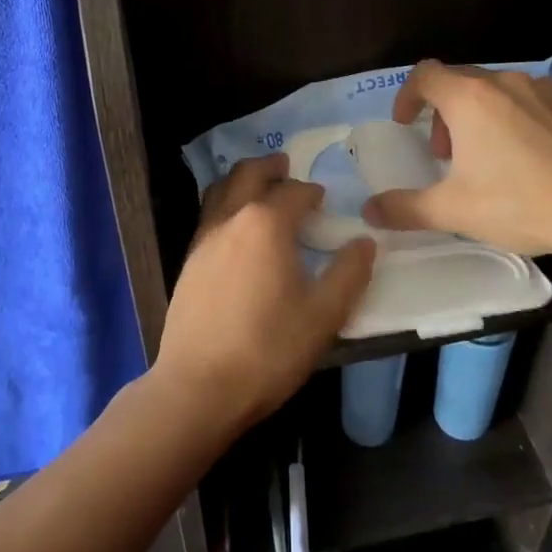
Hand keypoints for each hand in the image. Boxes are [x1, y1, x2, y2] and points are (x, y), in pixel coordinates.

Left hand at [154, 155, 376, 434]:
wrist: (199, 386)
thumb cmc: (268, 349)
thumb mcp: (323, 316)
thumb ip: (348, 274)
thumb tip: (364, 242)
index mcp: (266, 224)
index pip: (294, 192)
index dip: (311, 191)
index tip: (323, 197)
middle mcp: (231, 219)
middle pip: (248, 175)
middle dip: (270, 166)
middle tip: (285, 165)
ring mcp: (203, 239)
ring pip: (221, 190)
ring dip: (242, 180)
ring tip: (258, 187)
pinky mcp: (188, 262)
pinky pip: (209, 215)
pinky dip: (225, 204)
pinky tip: (236, 229)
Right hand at [361, 61, 551, 258]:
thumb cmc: (519, 203)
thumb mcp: (453, 211)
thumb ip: (405, 209)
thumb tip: (368, 213)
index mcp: (469, 99)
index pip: (425, 75)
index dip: (408, 95)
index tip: (407, 123)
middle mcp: (506, 82)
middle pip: (463, 83)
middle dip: (447, 114)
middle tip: (449, 154)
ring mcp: (548, 89)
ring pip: (503, 92)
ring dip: (487, 116)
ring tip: (496, 157)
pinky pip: (543, 102)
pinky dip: (529, 120)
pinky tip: (541, 155)